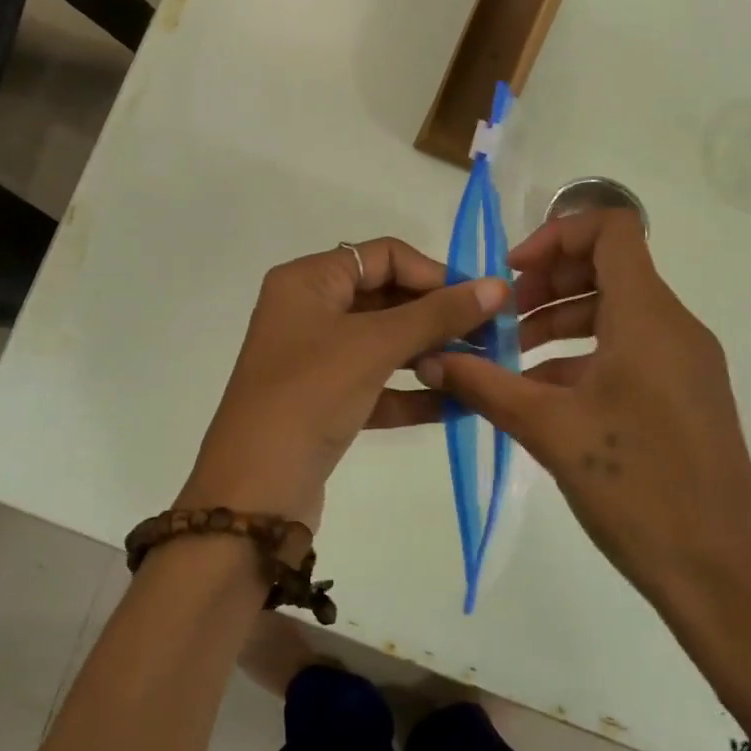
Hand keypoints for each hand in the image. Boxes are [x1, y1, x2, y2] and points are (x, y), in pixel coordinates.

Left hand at [180, 239, 506, 526]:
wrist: (253, 494)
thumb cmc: (309, 396)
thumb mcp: (374, 346)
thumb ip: (438, 314)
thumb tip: (497, 286)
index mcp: (308, 281)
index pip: (384, 256)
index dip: (435, 274)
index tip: (481, 301)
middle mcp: (309, 311)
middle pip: (387, 298)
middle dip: (438, 318)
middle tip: (492, 338)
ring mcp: (316, 359)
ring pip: (385, 344)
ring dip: (431, 354)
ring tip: (481, 369)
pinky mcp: (325, 402)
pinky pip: (378, 385)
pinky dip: (413, 392)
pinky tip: (458, 404)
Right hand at [417, 209, 750, 616]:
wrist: (724, 575)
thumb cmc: (638, 488)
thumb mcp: (551, 431)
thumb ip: (486, 386)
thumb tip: (432, 358)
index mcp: (648, 316)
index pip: (612, 228)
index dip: (556, 234)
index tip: (512, 276)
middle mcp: (673, 326)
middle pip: (607, 268)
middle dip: (546, 285)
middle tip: (501, 322)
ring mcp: (683, 362)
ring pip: (614, 313)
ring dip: (558, 324)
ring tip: (508, 363)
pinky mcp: (683, 396)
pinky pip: (628, 352)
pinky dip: (581, 358)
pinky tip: (540, 398)